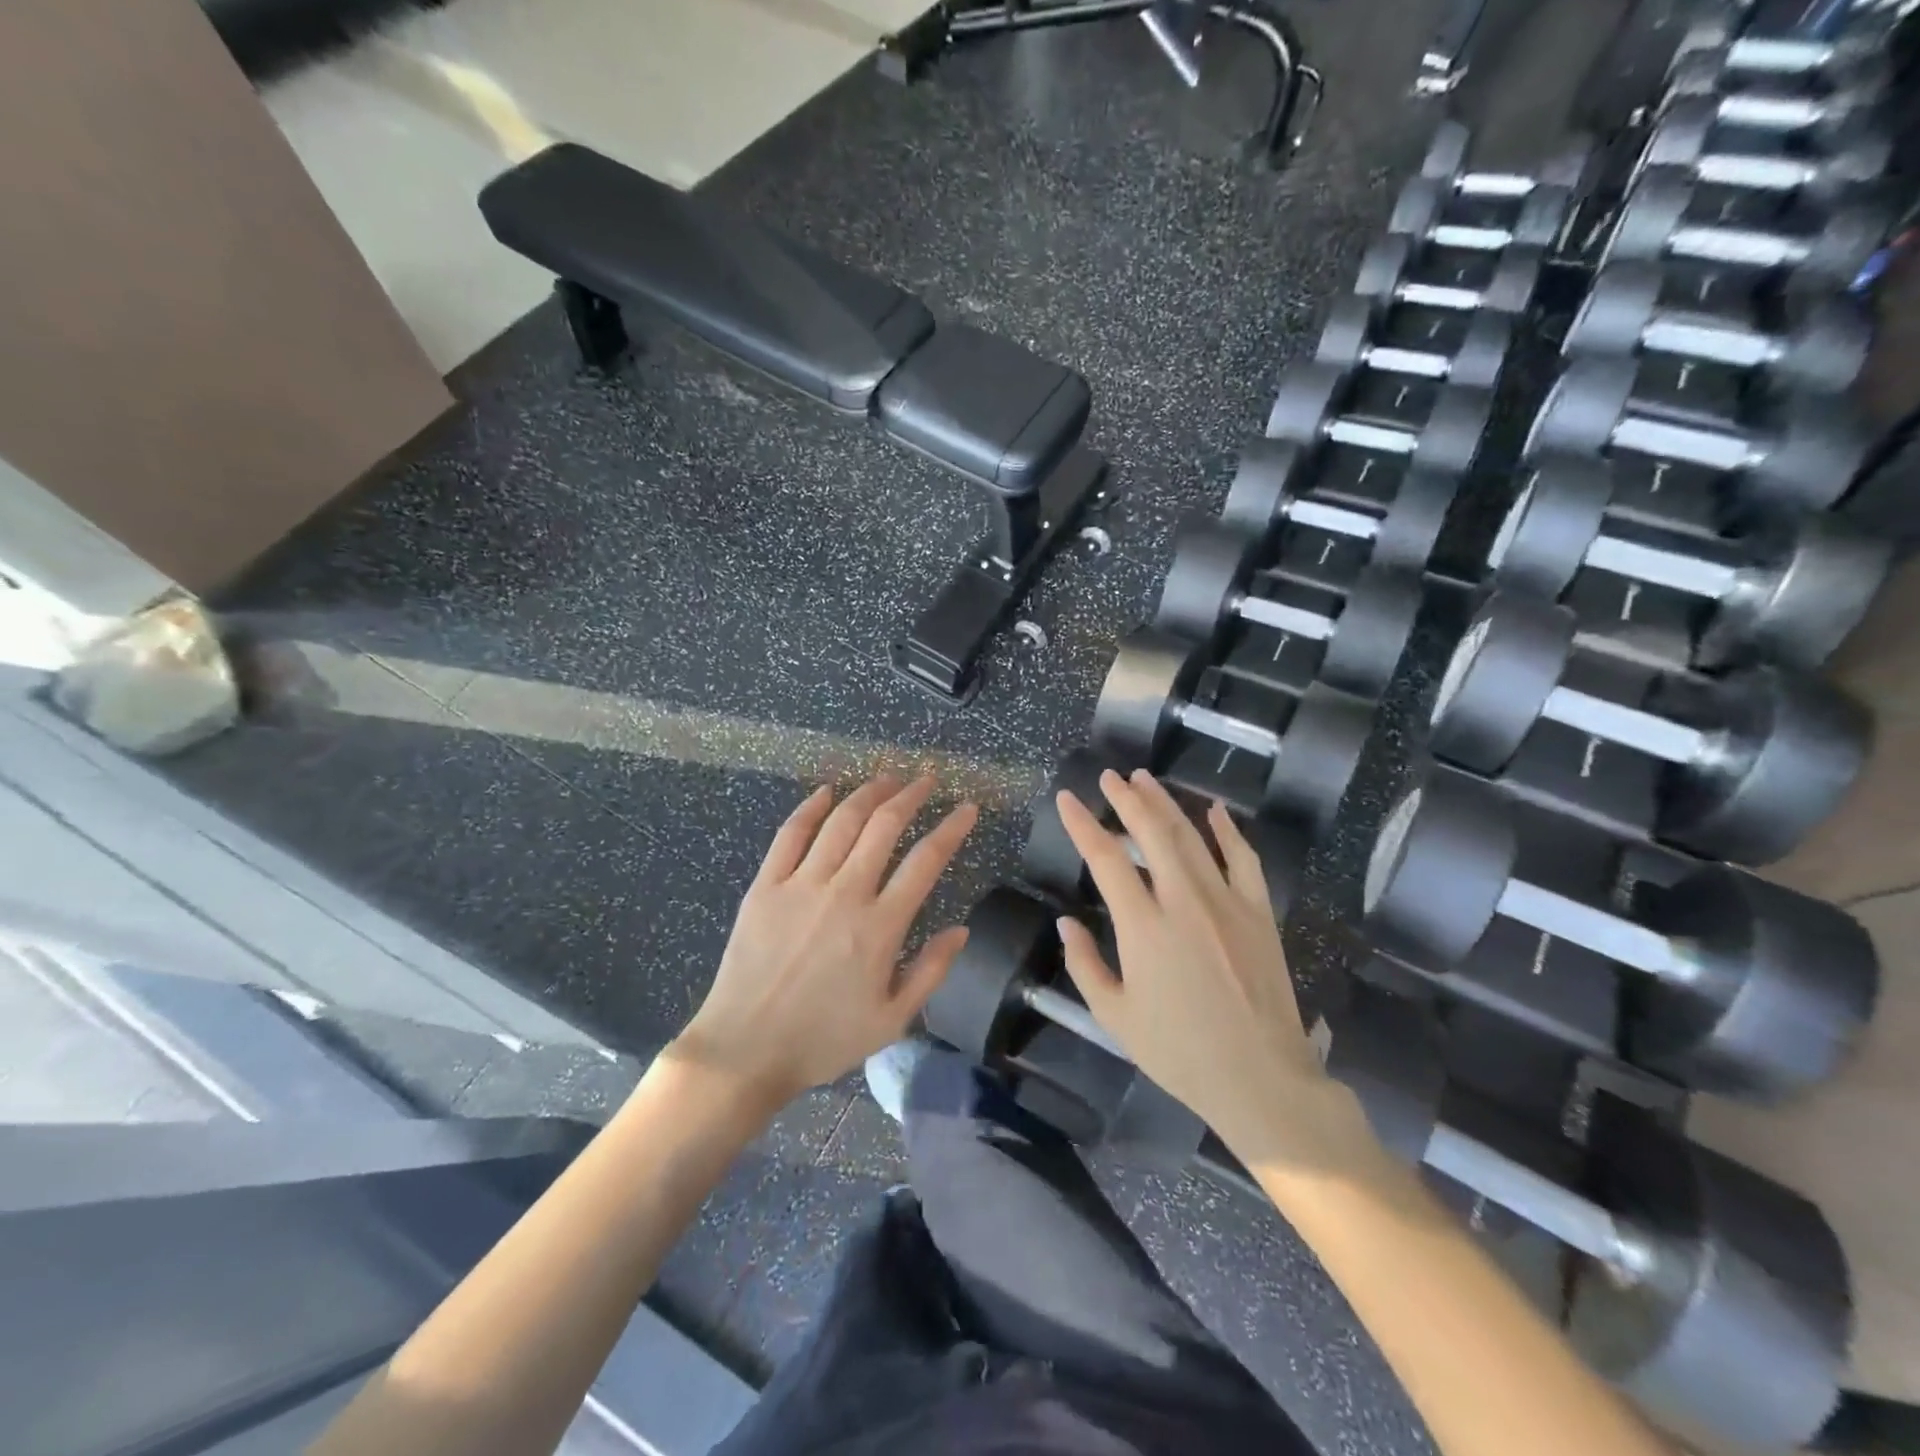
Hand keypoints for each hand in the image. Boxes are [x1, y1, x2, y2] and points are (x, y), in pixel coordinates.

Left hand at [674, 775, 977, 1107]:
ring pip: (841, 822)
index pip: (926, 861)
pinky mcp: (765, 886)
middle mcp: (844, 893)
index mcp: (880, 927)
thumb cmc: (823, 1040)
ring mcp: (801, 885)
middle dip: (911, 796)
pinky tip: (826, 792)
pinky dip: (810, 807)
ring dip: (868, 793)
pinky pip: (790, 834)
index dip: (951, 828)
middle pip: (884, 827)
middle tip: (926, 780)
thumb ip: (930, 971)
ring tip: (887, 779)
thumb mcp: (891, 1020)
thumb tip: (961, 930)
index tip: (967, 808)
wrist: (745, 1051)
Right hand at [1053, 769, 1336, 1159]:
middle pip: (1152, 832)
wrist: (1260, 1079)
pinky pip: (1243, 860)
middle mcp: (1184, 901)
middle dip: (1126, 798)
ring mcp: (1227, 902)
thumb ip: (1085, 964)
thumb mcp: (1115, 1016)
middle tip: (1110, 776)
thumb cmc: (1179, 1052)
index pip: (1105, 858)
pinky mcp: (1259, 913)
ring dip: (1166, 804)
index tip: (1068, 799)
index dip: (1082, 823)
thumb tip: (1066, 922)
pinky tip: (1215, 812)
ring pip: (1192, 837)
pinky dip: (1228, 831)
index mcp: (1143, 926)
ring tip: (1146, 780)